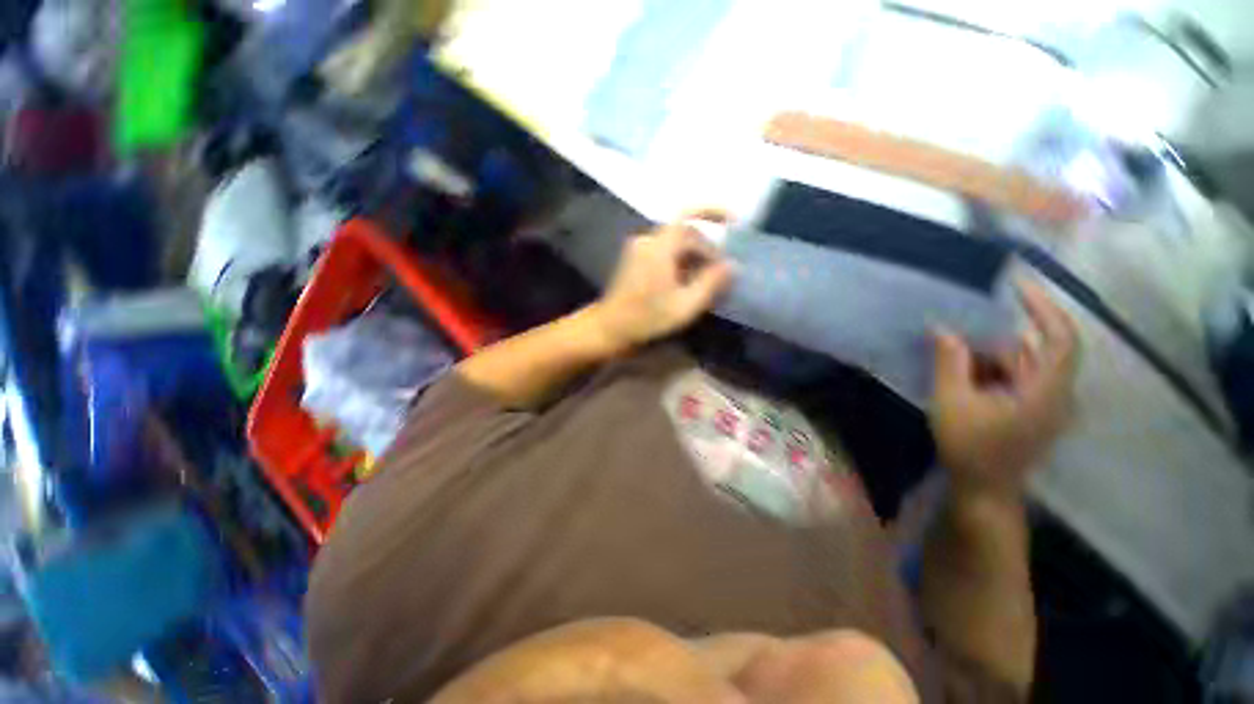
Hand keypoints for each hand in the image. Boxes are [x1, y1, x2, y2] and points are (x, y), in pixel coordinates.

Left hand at [591, 211, 734, 350]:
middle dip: (706, 247)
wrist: (609, 329)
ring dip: (694, 257)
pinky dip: (680, 262)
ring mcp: (639, 249)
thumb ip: (711, 283)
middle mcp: (647, 240)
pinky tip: (687, 282)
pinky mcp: (635, 260)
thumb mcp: (685, 305)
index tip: (734, 224)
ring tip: (707, 280)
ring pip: (675, 244)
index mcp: (659, 247)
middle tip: (721, 271)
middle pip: (684, 232)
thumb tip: (732, 265)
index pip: (689, 216)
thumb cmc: (647, 319)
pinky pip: (664, 252)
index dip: (714, 213)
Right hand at [931, 281, 1078, 500]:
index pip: (1061, 339)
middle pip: (1035, 350)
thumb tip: (943, 329)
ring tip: (955, 354)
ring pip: (1023, 364)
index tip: (1018, 286)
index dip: (1045, 308)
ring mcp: (1046, 404)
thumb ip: (949, 362)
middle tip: (961, 329)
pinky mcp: (1034, 411)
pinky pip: (1017, 379)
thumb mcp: (952, 402)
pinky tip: (964, 374)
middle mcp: (1056, 394)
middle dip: (997, 338)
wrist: (984, 490)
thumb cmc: (970, 448)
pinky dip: (992, 370)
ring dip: (989, 356)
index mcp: (1046, 392)